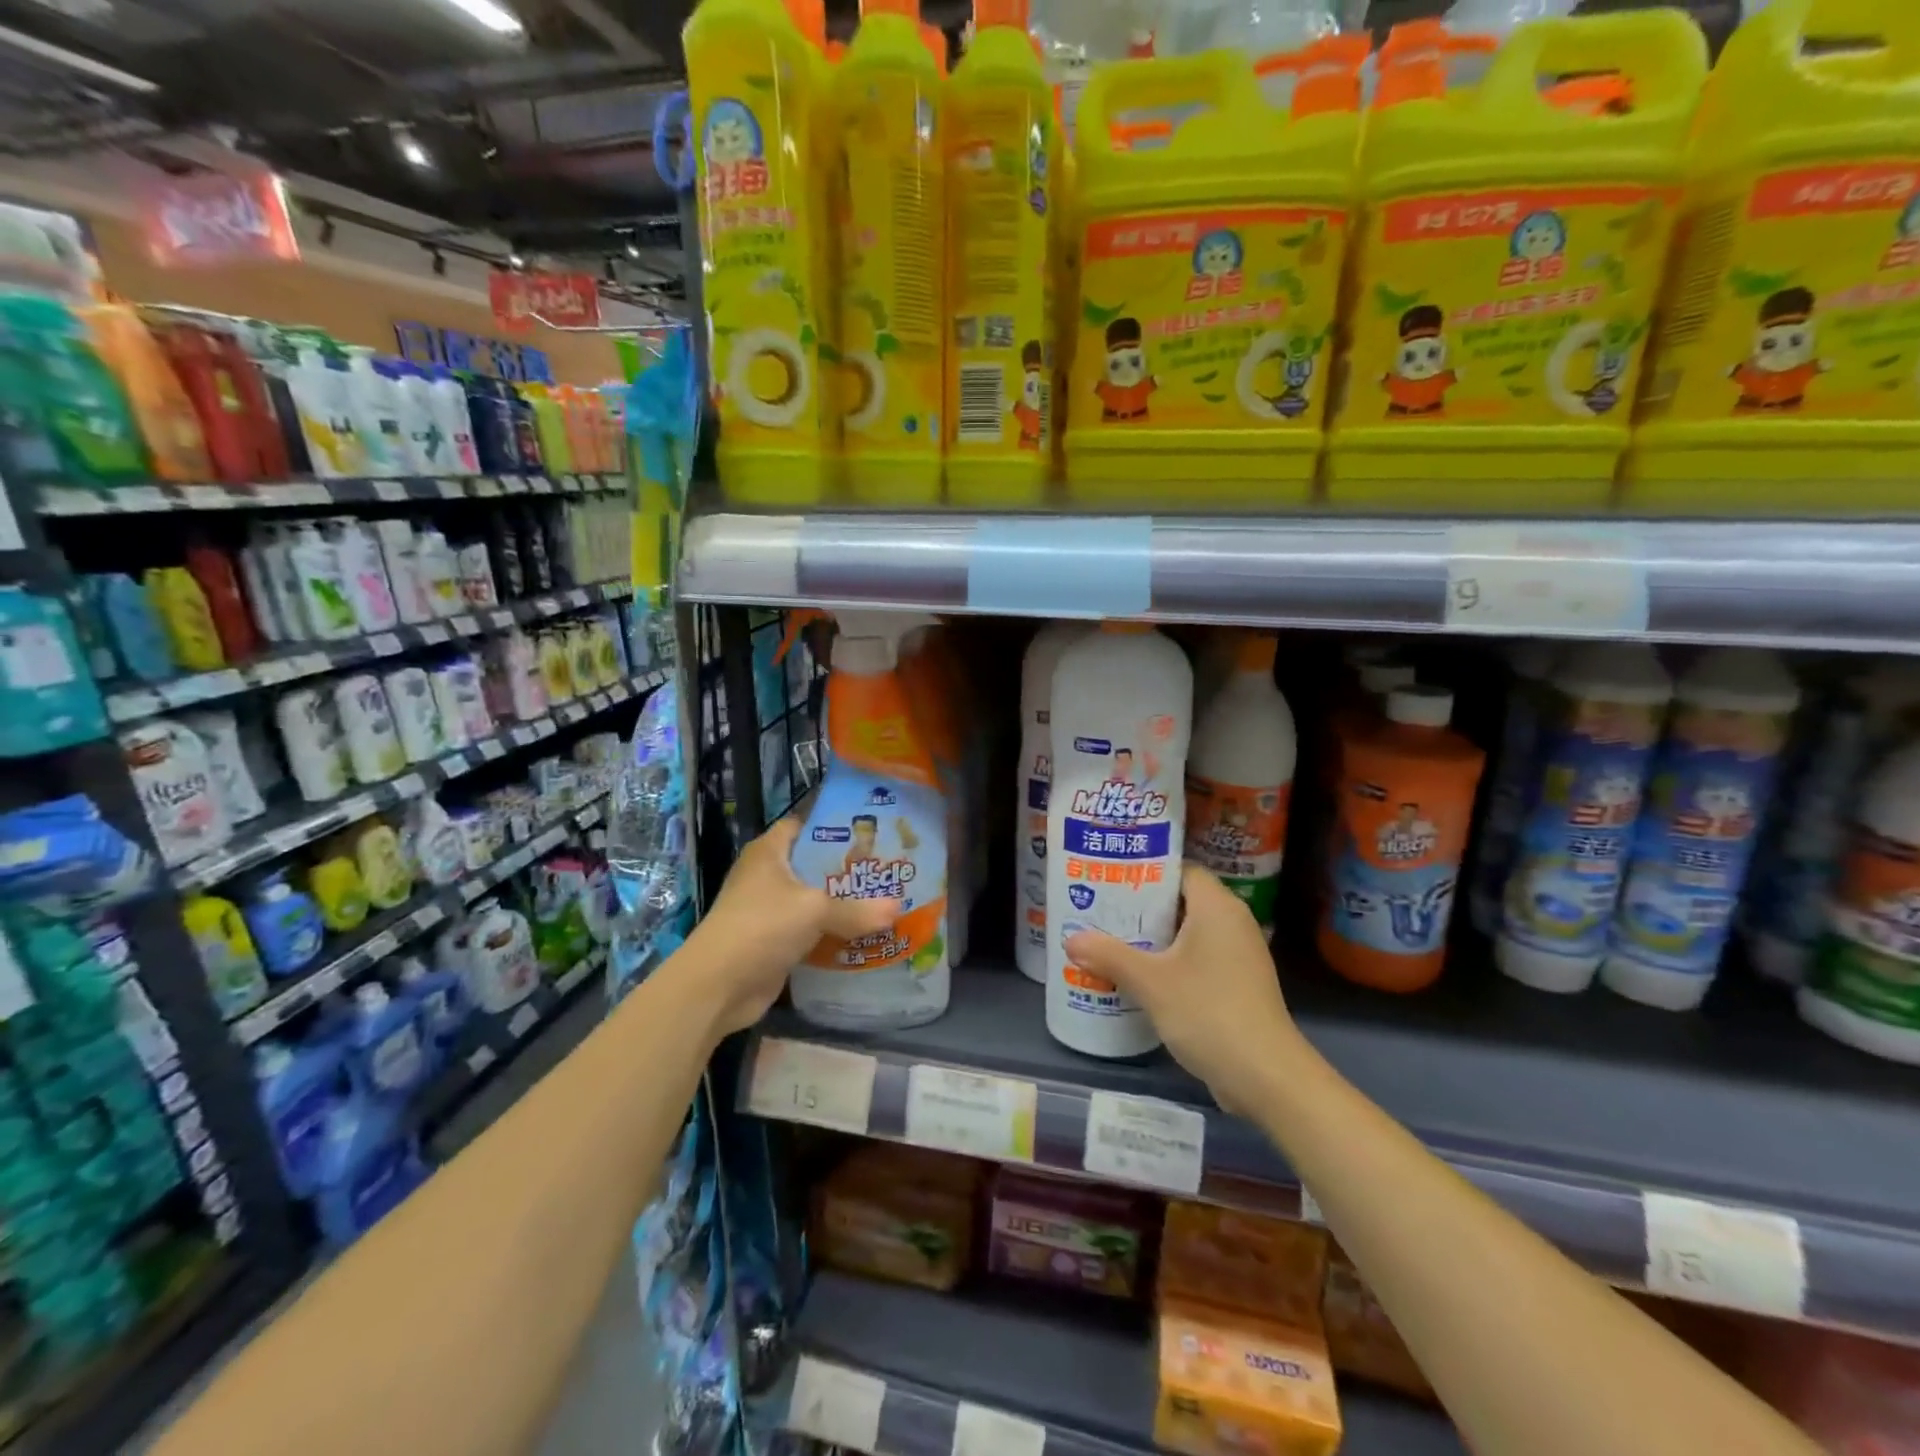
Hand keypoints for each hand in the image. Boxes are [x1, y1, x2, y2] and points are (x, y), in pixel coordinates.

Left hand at [678, 818, 898, 1037]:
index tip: (870, 830)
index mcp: (769, 852)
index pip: (803, 825)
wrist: (717, 986)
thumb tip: (898, 910)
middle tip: (887, 868)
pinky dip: (833, 934)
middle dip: (847, 868)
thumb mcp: (814, 910)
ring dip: (843, 905)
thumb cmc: (761, 926)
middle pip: (813, 864)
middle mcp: (768, 876)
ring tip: (885, 899)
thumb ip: (856, 909)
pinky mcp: (775, 942)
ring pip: (814, 901)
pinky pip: (811, 932)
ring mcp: (769, 911)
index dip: (833, 824)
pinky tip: (865, 935)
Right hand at [1064, 865, 1303, 1115]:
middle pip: (1181, 899)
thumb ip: (1109, 955)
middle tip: (1100, 908)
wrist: (1267, 1077)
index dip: (1145, 870)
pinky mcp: (1239, 983)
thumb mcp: (1150, 982)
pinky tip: (1140, 974)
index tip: (1109, 877)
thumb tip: (1070, 940)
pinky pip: (1198, 956)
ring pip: (1189, 931)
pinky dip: (1170, 959)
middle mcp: (1233, 921)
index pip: (1179, 870)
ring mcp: (1239, 954)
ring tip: (1111, 938)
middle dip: (1141, 905)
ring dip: (1154, 936)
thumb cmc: (1209, 1012)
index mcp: (1217, 906)